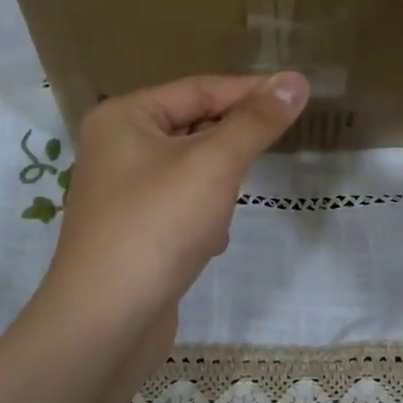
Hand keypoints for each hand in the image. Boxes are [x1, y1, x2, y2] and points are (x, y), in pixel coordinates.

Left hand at [32, 74, 308, 362]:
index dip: (249, 92)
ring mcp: (122, 194)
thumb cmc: (158, 226)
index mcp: (123, 118)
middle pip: (192, 128)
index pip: (198, 89)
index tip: (297, 98)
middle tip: (272, 149)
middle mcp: (116, 149)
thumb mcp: (214, 164)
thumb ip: (256, 121)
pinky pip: (179, 208)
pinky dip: (201, 219)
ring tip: (228, 207)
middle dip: (230, 147)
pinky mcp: (132, 233)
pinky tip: (209, 242)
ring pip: (190, 172)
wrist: (106, 322)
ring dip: (217, 188)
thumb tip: (296, 80)